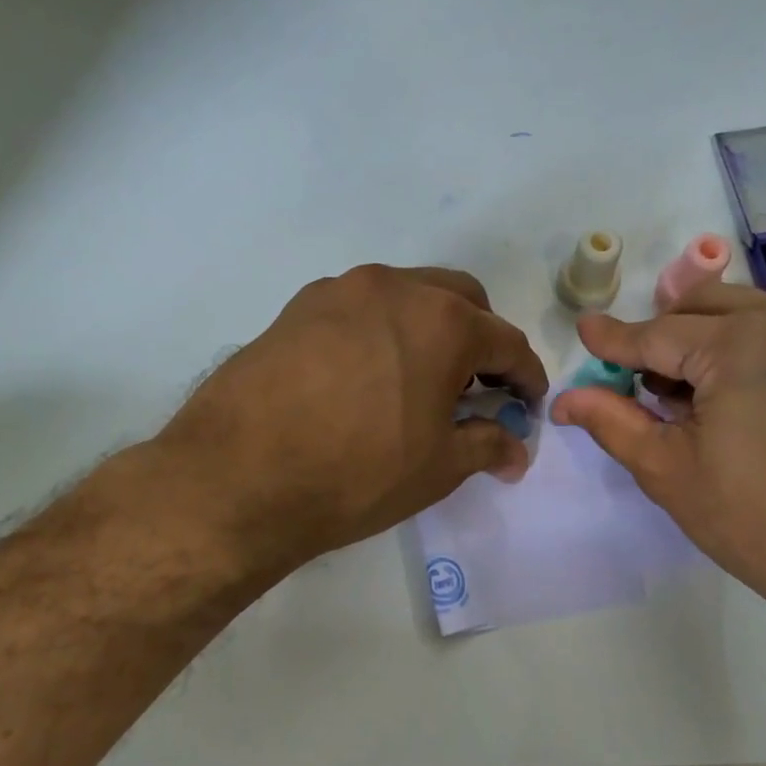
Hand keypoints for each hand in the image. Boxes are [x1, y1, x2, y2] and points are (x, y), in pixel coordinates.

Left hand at [141, 265, 546, 579]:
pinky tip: (367, 377)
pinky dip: (382, 333)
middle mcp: (396, 288)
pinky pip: (360, 309)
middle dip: (481, 341)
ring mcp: (340, 291)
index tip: (527, 406)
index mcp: (443, 322)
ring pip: (407, 296)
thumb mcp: (438, 467)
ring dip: (430, 330)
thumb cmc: (357, 473)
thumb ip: (487, 446)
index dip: (526, 378)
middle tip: (476, 388)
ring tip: (420, 381)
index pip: (507, 342)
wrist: (238, 477)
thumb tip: (516, 450)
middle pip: (462, 301)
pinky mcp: (298, 307)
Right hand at [549, 284, 765, 639]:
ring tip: (684, 396)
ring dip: (704, 341)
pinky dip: (745, 350)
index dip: (615, 339)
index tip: (585, 331)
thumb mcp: (669, 472)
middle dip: (662, 335)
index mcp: (741, 344)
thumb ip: (613, 423)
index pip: (658, 334)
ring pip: (746, 315)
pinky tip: (733, 399)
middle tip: (636, 379)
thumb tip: (567, 399)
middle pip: (703, 308)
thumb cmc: (758, 522)